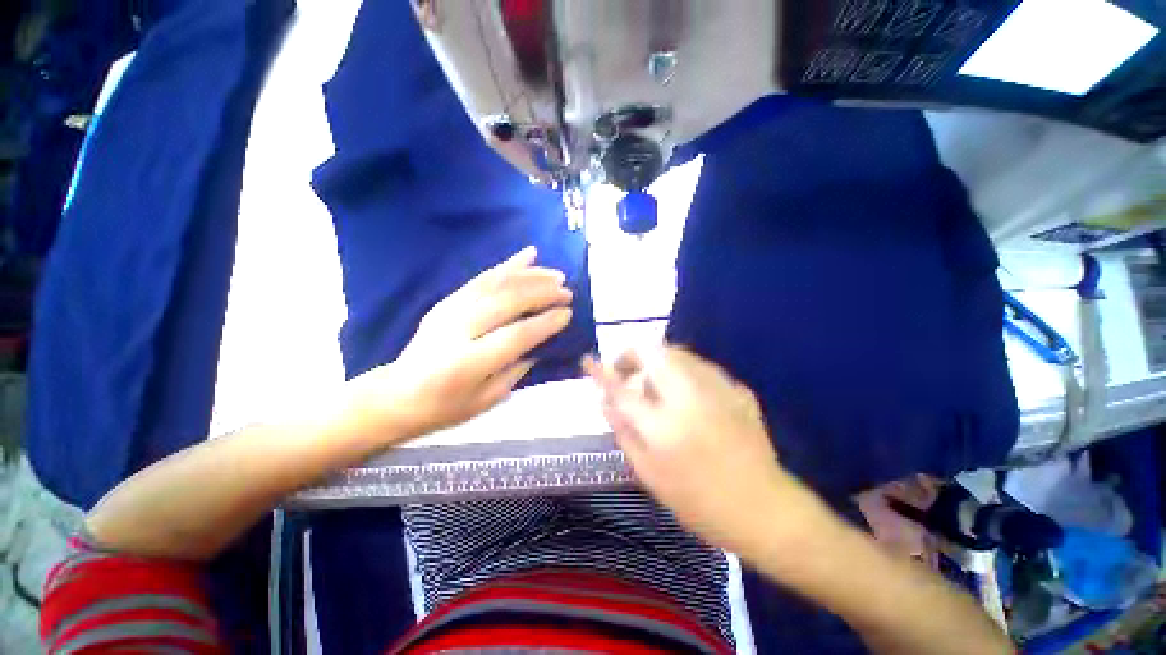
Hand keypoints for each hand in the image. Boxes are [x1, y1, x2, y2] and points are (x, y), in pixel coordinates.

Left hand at [347, 246, 572, 442]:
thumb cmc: (444, 407)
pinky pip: (482, 277)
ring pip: (496, 284)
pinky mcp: (447, 300)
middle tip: (567, 292)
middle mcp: (457, 329)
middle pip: (506, 301)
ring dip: (530, 275)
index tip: (568, 314)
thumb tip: (541, 343)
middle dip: (542, 293)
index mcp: (468, 362)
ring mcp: (450, 309)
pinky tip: (528, 255)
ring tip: (556, 274)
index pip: (515, 335)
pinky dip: (507, 265)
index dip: (545, 323)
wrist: (395, 394)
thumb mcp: (486, 400)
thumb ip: (516, 370)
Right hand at [584, 347, 825, 557]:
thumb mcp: (649, 473)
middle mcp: (689, 397)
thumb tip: (603, 400)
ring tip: (654, 384)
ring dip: (657, 361)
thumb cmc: (699, 502)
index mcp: (663, 425)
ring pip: (677, 352)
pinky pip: (699, 366)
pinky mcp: (737, 388)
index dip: (601, 371)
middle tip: (627, 374)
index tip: (588, 361)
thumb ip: (623, 431)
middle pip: (652, 351)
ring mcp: (718, 388)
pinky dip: (682, 371)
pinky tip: (686, 395)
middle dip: (631, 355)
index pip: (621, 388)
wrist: (765, 510)